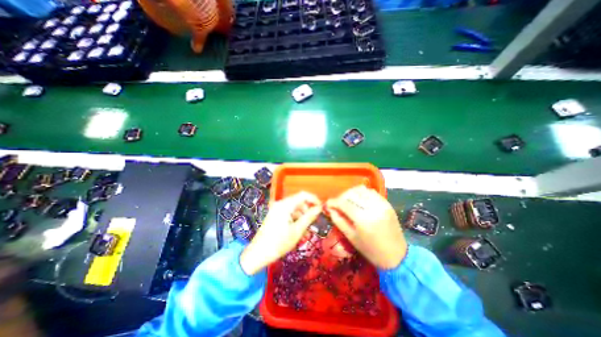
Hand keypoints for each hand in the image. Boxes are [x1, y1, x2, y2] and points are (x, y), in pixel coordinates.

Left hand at [242, 193, 323, 275]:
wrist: (258, 254)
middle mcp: (281, 204)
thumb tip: (319, 208)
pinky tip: (298, 230)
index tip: (321, 208)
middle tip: (314, 222)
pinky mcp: (275, 215)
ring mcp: (277, 209)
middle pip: (299, 201)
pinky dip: (296, 219)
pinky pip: (289, 213)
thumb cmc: (278, 243)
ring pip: (295, 208)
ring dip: (302, 216)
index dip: (314, 199)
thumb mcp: (297, 231)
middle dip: (308, 210)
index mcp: (285, 205)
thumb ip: (309, 217)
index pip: (303, 195)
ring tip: (306, 230)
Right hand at [327, 186, 405, 269]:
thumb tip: (330, 208)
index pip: (344, 203)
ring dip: (351, 193)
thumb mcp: (351, 237)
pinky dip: (362, 193)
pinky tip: (359, 200)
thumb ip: (338, 220)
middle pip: (352, 193)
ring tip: (348, 201)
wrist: (397, 256)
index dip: (333, 202)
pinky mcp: (387, 203)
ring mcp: (382, 204)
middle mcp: (373, 208)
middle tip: (337, 204)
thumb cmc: (371, 250)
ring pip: (361, 190)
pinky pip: (371, 192)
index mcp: (363, 219)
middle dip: (341, 197)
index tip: (328, 203)